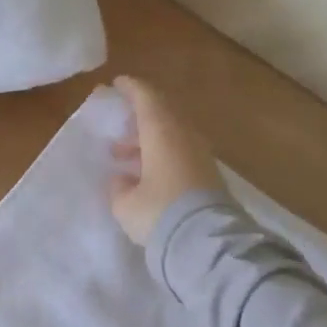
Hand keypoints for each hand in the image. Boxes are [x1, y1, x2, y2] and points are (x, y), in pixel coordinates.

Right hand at [107, 75, 224, 245]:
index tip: (117, 84)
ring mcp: (200, 155)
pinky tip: (146, 176)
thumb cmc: (158, 213)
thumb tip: (121, 180)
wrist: (206, 242)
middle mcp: (184, 136)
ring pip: (171, 135)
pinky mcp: (208, 175)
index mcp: (162, 132)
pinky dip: (161, 155)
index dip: (131, 88)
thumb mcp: (125, 204)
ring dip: (148, 141)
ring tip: (124, 158)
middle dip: (139, 118)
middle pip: (162, 114)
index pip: (147, 97)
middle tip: (119, 130)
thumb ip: (119, 187)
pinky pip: (180, 153)